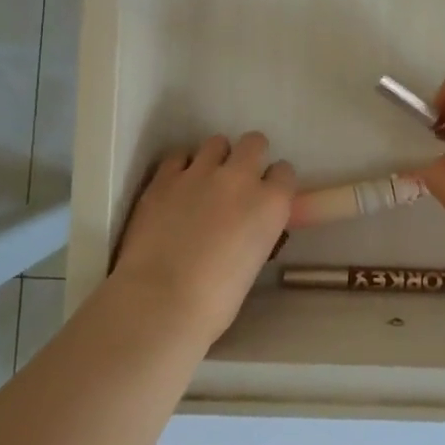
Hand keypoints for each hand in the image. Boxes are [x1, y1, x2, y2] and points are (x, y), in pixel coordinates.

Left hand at [109, 132, 294, 342]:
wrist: (160, 302)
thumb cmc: (215, 301)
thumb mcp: (254, 261)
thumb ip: (256, 231)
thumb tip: (245, 226)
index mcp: (271, 204)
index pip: (284, 172)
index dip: (274, 184)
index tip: (265, 197)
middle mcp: (240, 178)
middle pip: (255, 142)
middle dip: (250, 156)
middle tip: (237, 181)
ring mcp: (200, 173)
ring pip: (217, 142)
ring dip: (216, 158)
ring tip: (204, 181)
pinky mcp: (165, 177)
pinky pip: (179, 156)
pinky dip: (181, 167)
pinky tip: (176, 187)